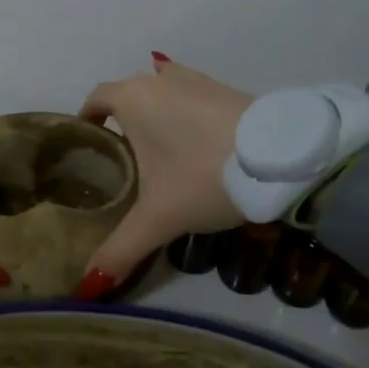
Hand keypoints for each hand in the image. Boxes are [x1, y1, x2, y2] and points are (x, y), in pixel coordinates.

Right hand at [76, 55, 252, 294]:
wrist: (282, 158)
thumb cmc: (203, 176)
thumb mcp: (159, 218)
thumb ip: (121, 249)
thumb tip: (87, 287)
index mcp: (132, 98)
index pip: (95, 98)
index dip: (87, 118)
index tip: (87, 144)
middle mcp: (160, 80)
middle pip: (128, 94)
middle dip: (121, 121)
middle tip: (122, 159)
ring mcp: (197, 80)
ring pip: (162, 91)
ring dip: (156, 114)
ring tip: (159, 151)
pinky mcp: (228, 89)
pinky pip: (192, 96)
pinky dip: (186, 113)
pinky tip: (196, 142)